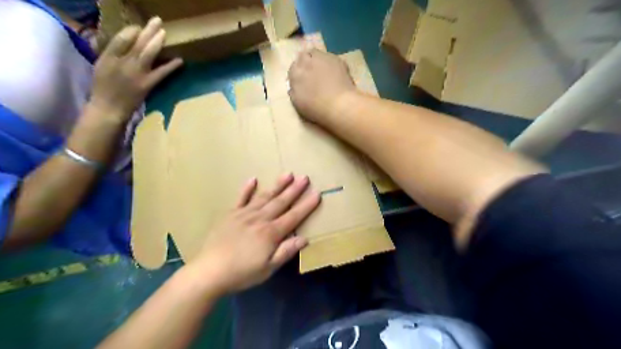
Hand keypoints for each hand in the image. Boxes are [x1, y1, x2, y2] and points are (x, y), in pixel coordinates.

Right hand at [88, 18, 181, 120]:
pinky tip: (180, 60)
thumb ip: (112, 53)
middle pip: (136, 42)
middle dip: (148, 31)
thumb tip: (125, 41)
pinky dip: (171, 66)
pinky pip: (161, 73)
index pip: (121, 38)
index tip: (140, 27)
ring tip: (165, 32)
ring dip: (157, 42)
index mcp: (108, 56)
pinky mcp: (147, 84)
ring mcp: (136, 73)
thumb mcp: (101, 66)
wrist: (109, 108)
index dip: (132, 31)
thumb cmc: (104, 87)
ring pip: (148, 53)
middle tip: (158, 21)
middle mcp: (122, 62)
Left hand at [184, 174, 319, 293]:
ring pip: (265, 196)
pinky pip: (240, 198)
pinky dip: (247, 188)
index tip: (317, 193)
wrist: (209, 272)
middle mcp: (260, 219)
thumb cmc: (242, 273)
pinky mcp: (230, 214)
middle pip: (281, 202)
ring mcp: (244, 214)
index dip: (306, 205)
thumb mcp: (268, 268)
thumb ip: (286, 251)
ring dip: (277, 185)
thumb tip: (304, 239)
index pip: (293, 216)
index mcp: (271, 233)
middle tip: (305, 177)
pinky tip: (253, 179)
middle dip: (294, 190)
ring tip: (288, 174)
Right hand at [288, 48, 356, 124]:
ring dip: (318, 61)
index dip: (297, 74)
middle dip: (306, 63)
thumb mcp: (297, 103)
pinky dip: (331, 64)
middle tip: (312, 74)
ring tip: (323, 72)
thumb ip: (294, 91)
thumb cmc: (316, 108)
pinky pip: (331, 59)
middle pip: (304, 56)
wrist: (340, 105)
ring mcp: (323, 58)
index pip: (293, 68)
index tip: (301, 81)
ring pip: (317, 54)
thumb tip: (293, 86)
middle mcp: (307, 61)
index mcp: (295, 72)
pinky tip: (335, 75)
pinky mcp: (337, 59)